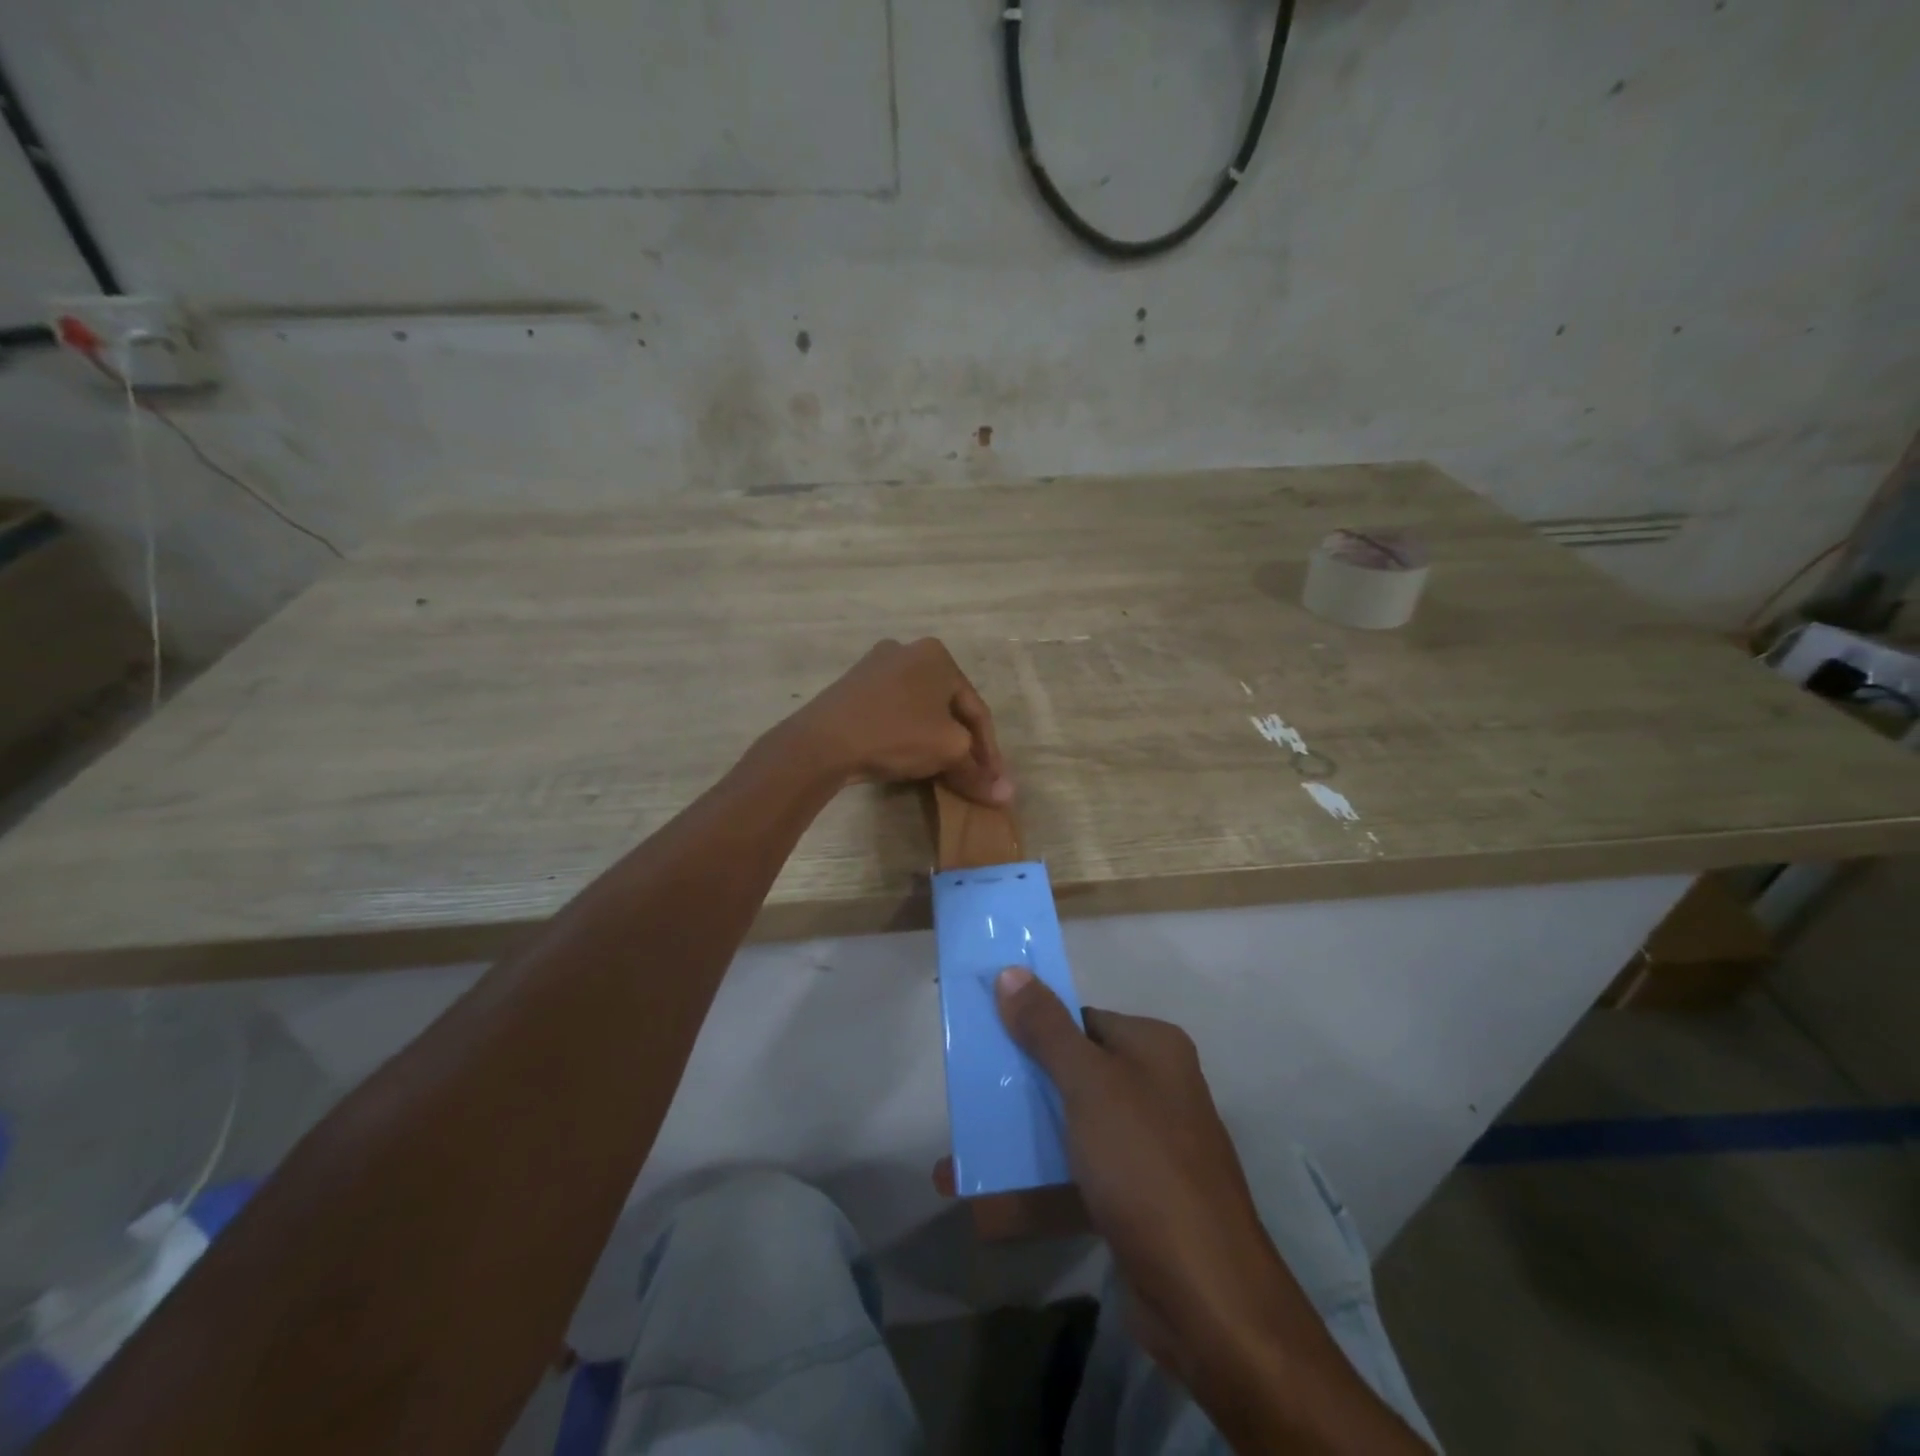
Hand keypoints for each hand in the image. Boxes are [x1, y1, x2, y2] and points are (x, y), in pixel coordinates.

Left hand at [787, 638, 1011, 804]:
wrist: (823, 741)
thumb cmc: (896, 734)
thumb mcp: (948, 751)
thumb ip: (978, 771)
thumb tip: (1007, 795)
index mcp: (937, 654)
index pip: (976, 709)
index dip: (990, 751)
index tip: (994, 781)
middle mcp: (908, 651)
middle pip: (948, 707)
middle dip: (963, 745)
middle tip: (972, 777)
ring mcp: (875, 667)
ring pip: (920, 710)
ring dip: (936, 741)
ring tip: (944, 772)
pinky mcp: (852, 687)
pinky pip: (894, 713)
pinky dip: (908, 735)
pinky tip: (910, 759)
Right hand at [984, 968, 1292, 1384]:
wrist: (1206, 1298)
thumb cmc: (1145, 1164)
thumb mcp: (1089, 1085)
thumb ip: (1047, 1029)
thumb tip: (1011, 971)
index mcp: (1153, 1049)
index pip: (1083, 1020)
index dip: (1033, 1024)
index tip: (985, 1035)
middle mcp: (1153, 1090)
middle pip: (1072, 1073)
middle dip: (1018, 1084)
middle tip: (965, 1090)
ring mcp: (1144, 1148)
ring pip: (1068, 1128)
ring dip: (1017, 1140)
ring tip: (959, 1149)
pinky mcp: (1132, 1201)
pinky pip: (1073, 1180)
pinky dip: (1032, 1189)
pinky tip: (980, 1205)